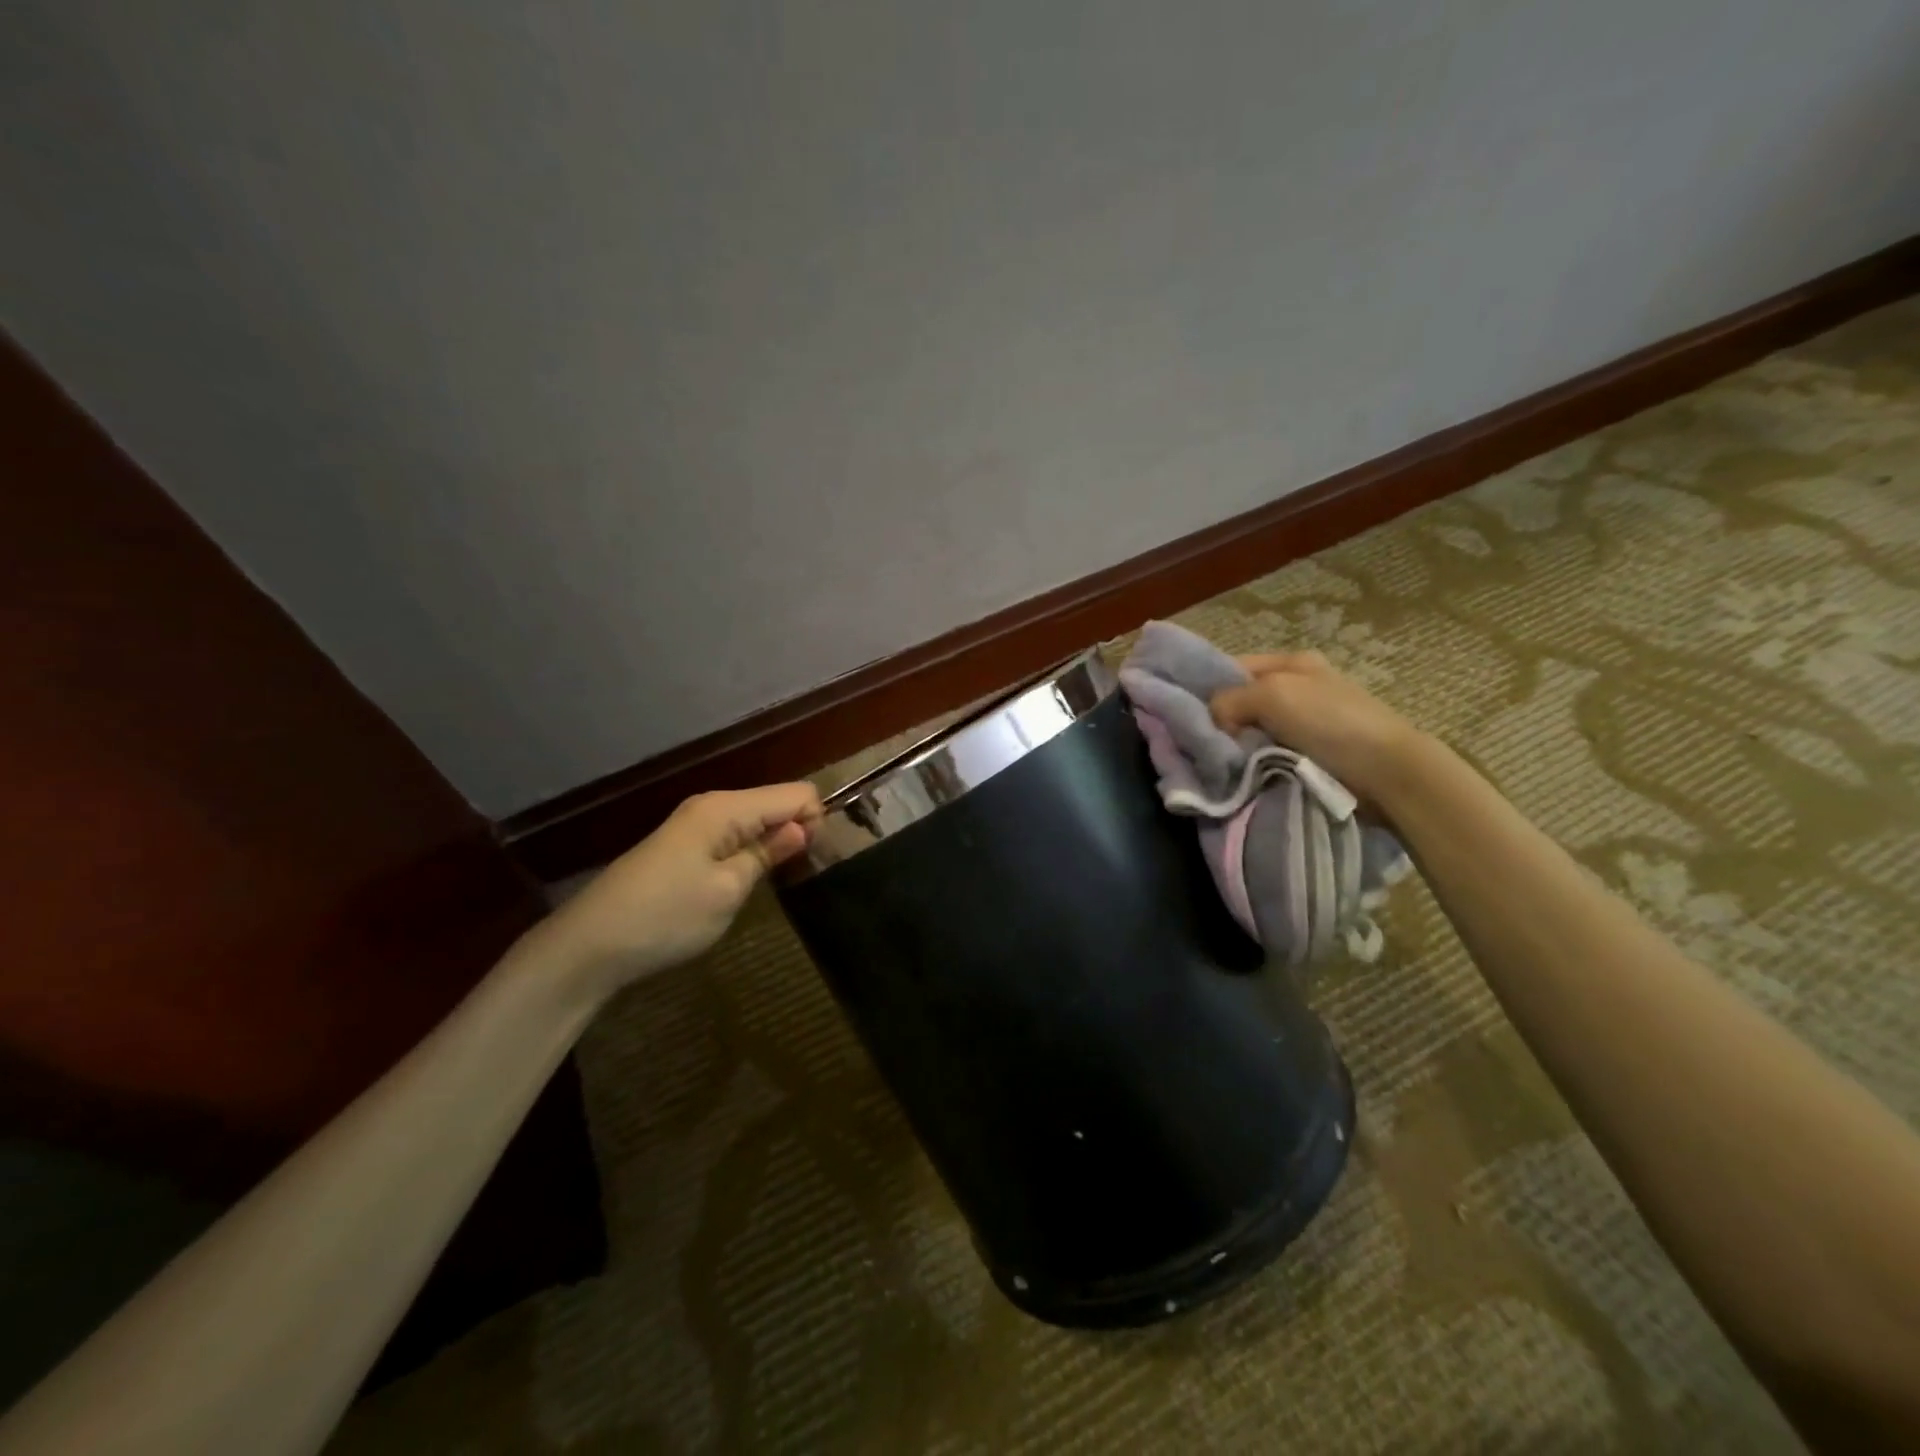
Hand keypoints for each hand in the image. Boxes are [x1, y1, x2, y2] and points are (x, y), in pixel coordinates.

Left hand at [532, 783, 822, 999]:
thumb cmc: (666, 917)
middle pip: (775, 802)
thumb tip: (802, 827)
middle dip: (796, 830)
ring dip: (773, 843)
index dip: (814, 822)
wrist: (589, 946)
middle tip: (797, 875)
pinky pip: (733, 835)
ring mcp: (695, 824)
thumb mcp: (728, 890)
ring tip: (777, 881)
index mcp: (726, 808)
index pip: (796, 793)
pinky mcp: (683, 845)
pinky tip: (744, 881)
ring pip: (755, 820)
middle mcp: (712, 805)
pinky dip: (749, 852)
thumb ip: (768, 853)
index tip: (811, 861)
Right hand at [1209, 651, 1418, 803]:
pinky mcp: (1308, 754)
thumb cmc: (1331, 722)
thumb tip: (1212, 721)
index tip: (1185, 714)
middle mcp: (1296, 687)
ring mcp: (1303, 723)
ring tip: (1219, 762)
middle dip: (1221, 722)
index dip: (1207, 687)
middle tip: (1201, 743)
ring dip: (1236, 747)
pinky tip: (1241, 773)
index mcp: (1291, 662)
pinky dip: (1253, 763)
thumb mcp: (1273, 694)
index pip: (1231, 667)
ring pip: (1250, 731)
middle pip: (1240, 701)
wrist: (1387, 772)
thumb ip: (1230, 699)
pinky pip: (1266, 754)